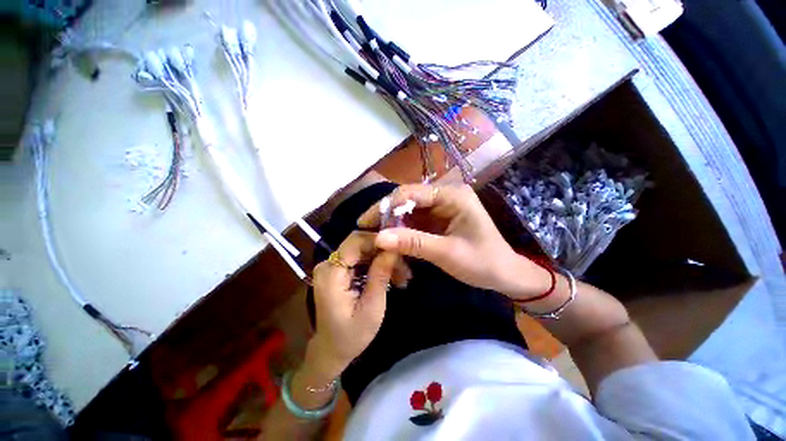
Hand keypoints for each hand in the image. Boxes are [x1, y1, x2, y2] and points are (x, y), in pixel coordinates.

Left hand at [307, 231, 397, 378]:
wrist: (331, 350)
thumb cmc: (351, 335)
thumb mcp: (371, 307)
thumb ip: (380, 275)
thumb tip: (393, 249)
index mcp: (331, 273)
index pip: (355, 241)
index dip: (377, 240)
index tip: (399, 248)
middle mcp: (327, 265)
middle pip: (359, 244)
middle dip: (383, 252)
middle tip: (404, 267)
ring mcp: (331, 267)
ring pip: (361, 251)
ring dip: (381, 259)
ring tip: (401, 274)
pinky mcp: (337, 271)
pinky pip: (358, 260)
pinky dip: (374, 265)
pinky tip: (389, 275)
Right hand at [357, 184, 551, 300]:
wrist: (505, 274)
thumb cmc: (483, 262)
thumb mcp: (446, 253)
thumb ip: (412, 243)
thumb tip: (378, 237)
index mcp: (452, 195)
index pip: (410, 193)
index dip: (384, 206)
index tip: (364, 222)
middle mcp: (446, 195)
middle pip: (408, 200)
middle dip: (387, 216)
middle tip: (368, 232)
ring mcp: (442, 207)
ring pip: (409, 211)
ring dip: (393, 224)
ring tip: (377, 238)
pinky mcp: (440, 219)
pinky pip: (416, 221)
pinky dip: (403, 231)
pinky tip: (393, 240)